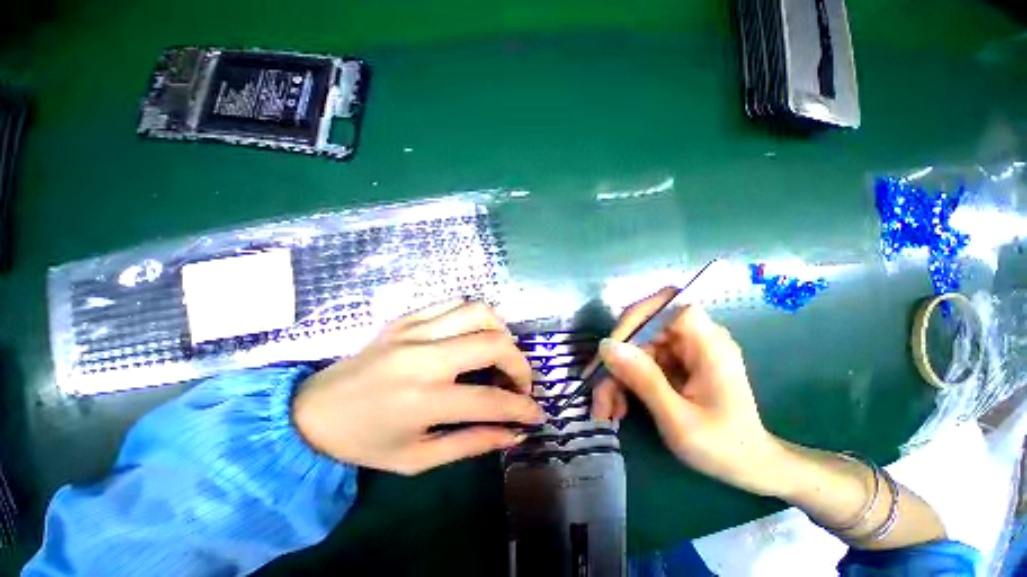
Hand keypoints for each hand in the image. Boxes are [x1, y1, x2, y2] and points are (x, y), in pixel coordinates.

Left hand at [293, 301, 545, 475]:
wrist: (313, 410)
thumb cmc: (365, 441)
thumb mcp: (418, 459)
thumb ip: (471, 444)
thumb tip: (512, 434)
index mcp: (422, 400)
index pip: (490, 400)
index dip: (521, 407)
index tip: (536, 413)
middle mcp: (423, 358)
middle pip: (492, 343)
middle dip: (519, 363)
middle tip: (519, 381)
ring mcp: (414, 330)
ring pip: (478, 311)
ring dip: (501, 331)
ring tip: (501, 352)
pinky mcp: (407, 317)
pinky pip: (454, 304)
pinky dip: (476, 316)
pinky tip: (474, 334)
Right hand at [592, 290, 785, 495]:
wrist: (749, 467)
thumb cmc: (723, 448)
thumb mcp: (678, 419)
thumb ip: (643, 379)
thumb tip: (606, 345)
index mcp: (708, 344)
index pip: (667, 303)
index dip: (636, 317)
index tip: (613, 348)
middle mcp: (695, 339)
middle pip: (643, 330)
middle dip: (617, 360)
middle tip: (600, 392)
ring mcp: (683, 351)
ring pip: (635, 348)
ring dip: (616, 376)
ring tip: (607, 409)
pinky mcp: (674, 363)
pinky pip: (639, 362)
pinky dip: (625, 383)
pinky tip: (619, 407)